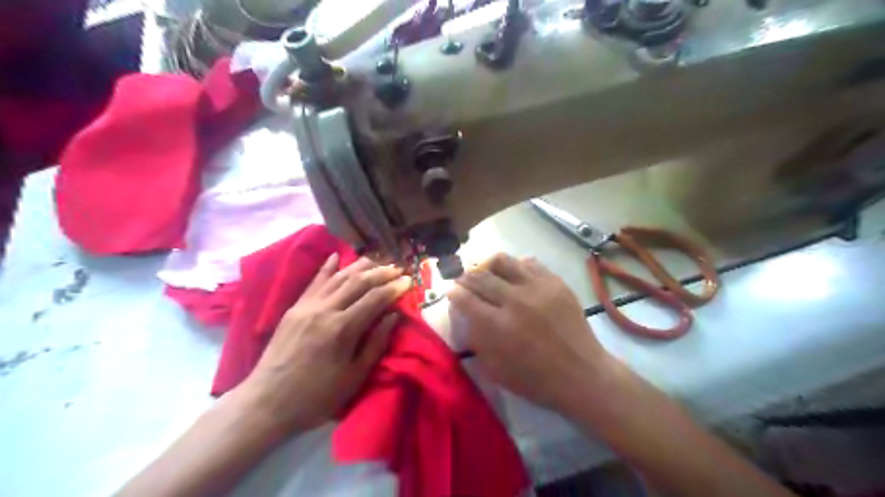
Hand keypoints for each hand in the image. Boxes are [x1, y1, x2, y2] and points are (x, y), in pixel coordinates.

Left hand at [237, 255, 413, 436]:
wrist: (267, 402)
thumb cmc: (316, 396)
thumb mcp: (354, 377)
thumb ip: (376, 344)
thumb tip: (393, 316)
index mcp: (342, 329)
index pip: (375, 298)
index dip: (394, 288)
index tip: (409, 281)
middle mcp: (325, 310)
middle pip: (358, 282)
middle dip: (381, 273)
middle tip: (398, 268)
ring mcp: (307, 306)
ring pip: (338, 277)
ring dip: (360, 266)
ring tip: (377, 261)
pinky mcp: (294, 308)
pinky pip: (314, 281)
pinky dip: (327, 268)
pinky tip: (336, 256)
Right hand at [451, 255, 613, 413]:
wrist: (582, 374)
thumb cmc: (535, 379)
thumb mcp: (495, 369)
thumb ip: (476, 340)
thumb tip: (465, 315)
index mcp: (498, 326)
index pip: (465, 298)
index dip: (454, 292)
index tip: (451, 291)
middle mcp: (515, 301)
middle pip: (480, 276)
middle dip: (466, 277)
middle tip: (464, 280)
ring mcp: (537, 288)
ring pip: (503, 261)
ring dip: (488, 265)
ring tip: (487, 272)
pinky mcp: (555, 282)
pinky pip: (529, 263)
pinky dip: (516, 266)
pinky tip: (514, 275)